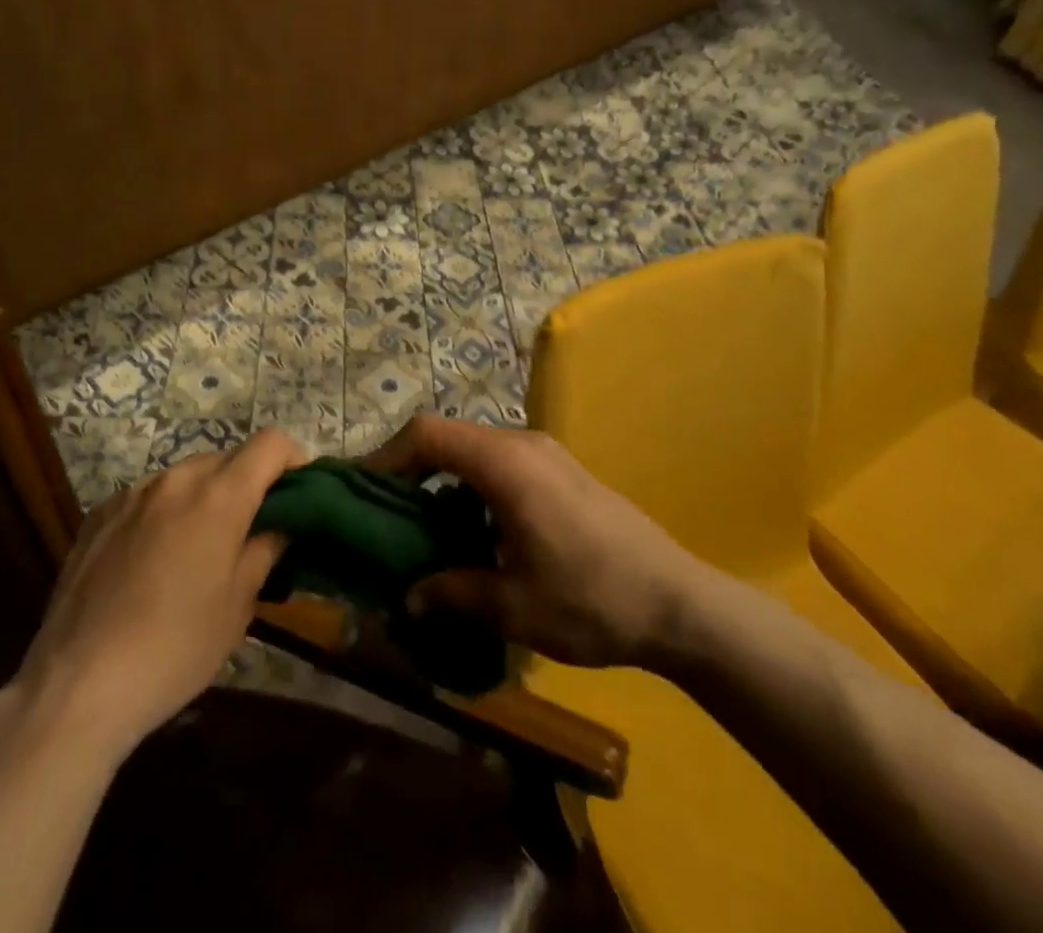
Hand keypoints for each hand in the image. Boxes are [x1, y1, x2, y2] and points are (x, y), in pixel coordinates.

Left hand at [10, 429, 304, 763]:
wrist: (77, 684)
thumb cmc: (175, 648)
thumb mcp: (237, 606)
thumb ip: (265, 550)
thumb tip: (280, 525)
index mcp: (218, 496)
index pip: (270, 443)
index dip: (293, 460)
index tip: (298, 496)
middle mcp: (175, 479)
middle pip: (228, 458)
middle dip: (248, 482)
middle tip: (252, 530)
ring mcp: (132, 493)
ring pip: (186, 475)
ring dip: (206, 496)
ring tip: (201, 548)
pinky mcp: (99, 513)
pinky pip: (148, 496)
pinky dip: (166, 511)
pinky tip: (154, 560)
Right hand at [363, 416, 699, 667]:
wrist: (681, 605)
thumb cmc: (592, 600)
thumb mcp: (514, 607)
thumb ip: (453, 593)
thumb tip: (407, 597)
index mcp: (506, 463)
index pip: (428, 434)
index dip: (387, 456)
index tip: (361, 491)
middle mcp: (522, 444)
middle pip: (448, 437)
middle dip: (410, 470)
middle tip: (385, 514)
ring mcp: (546, 454)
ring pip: (473, 450)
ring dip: (442, 480)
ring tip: (425, 529)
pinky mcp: (561, 472)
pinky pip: (500, 464)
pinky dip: (472, 487)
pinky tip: (475, 534)